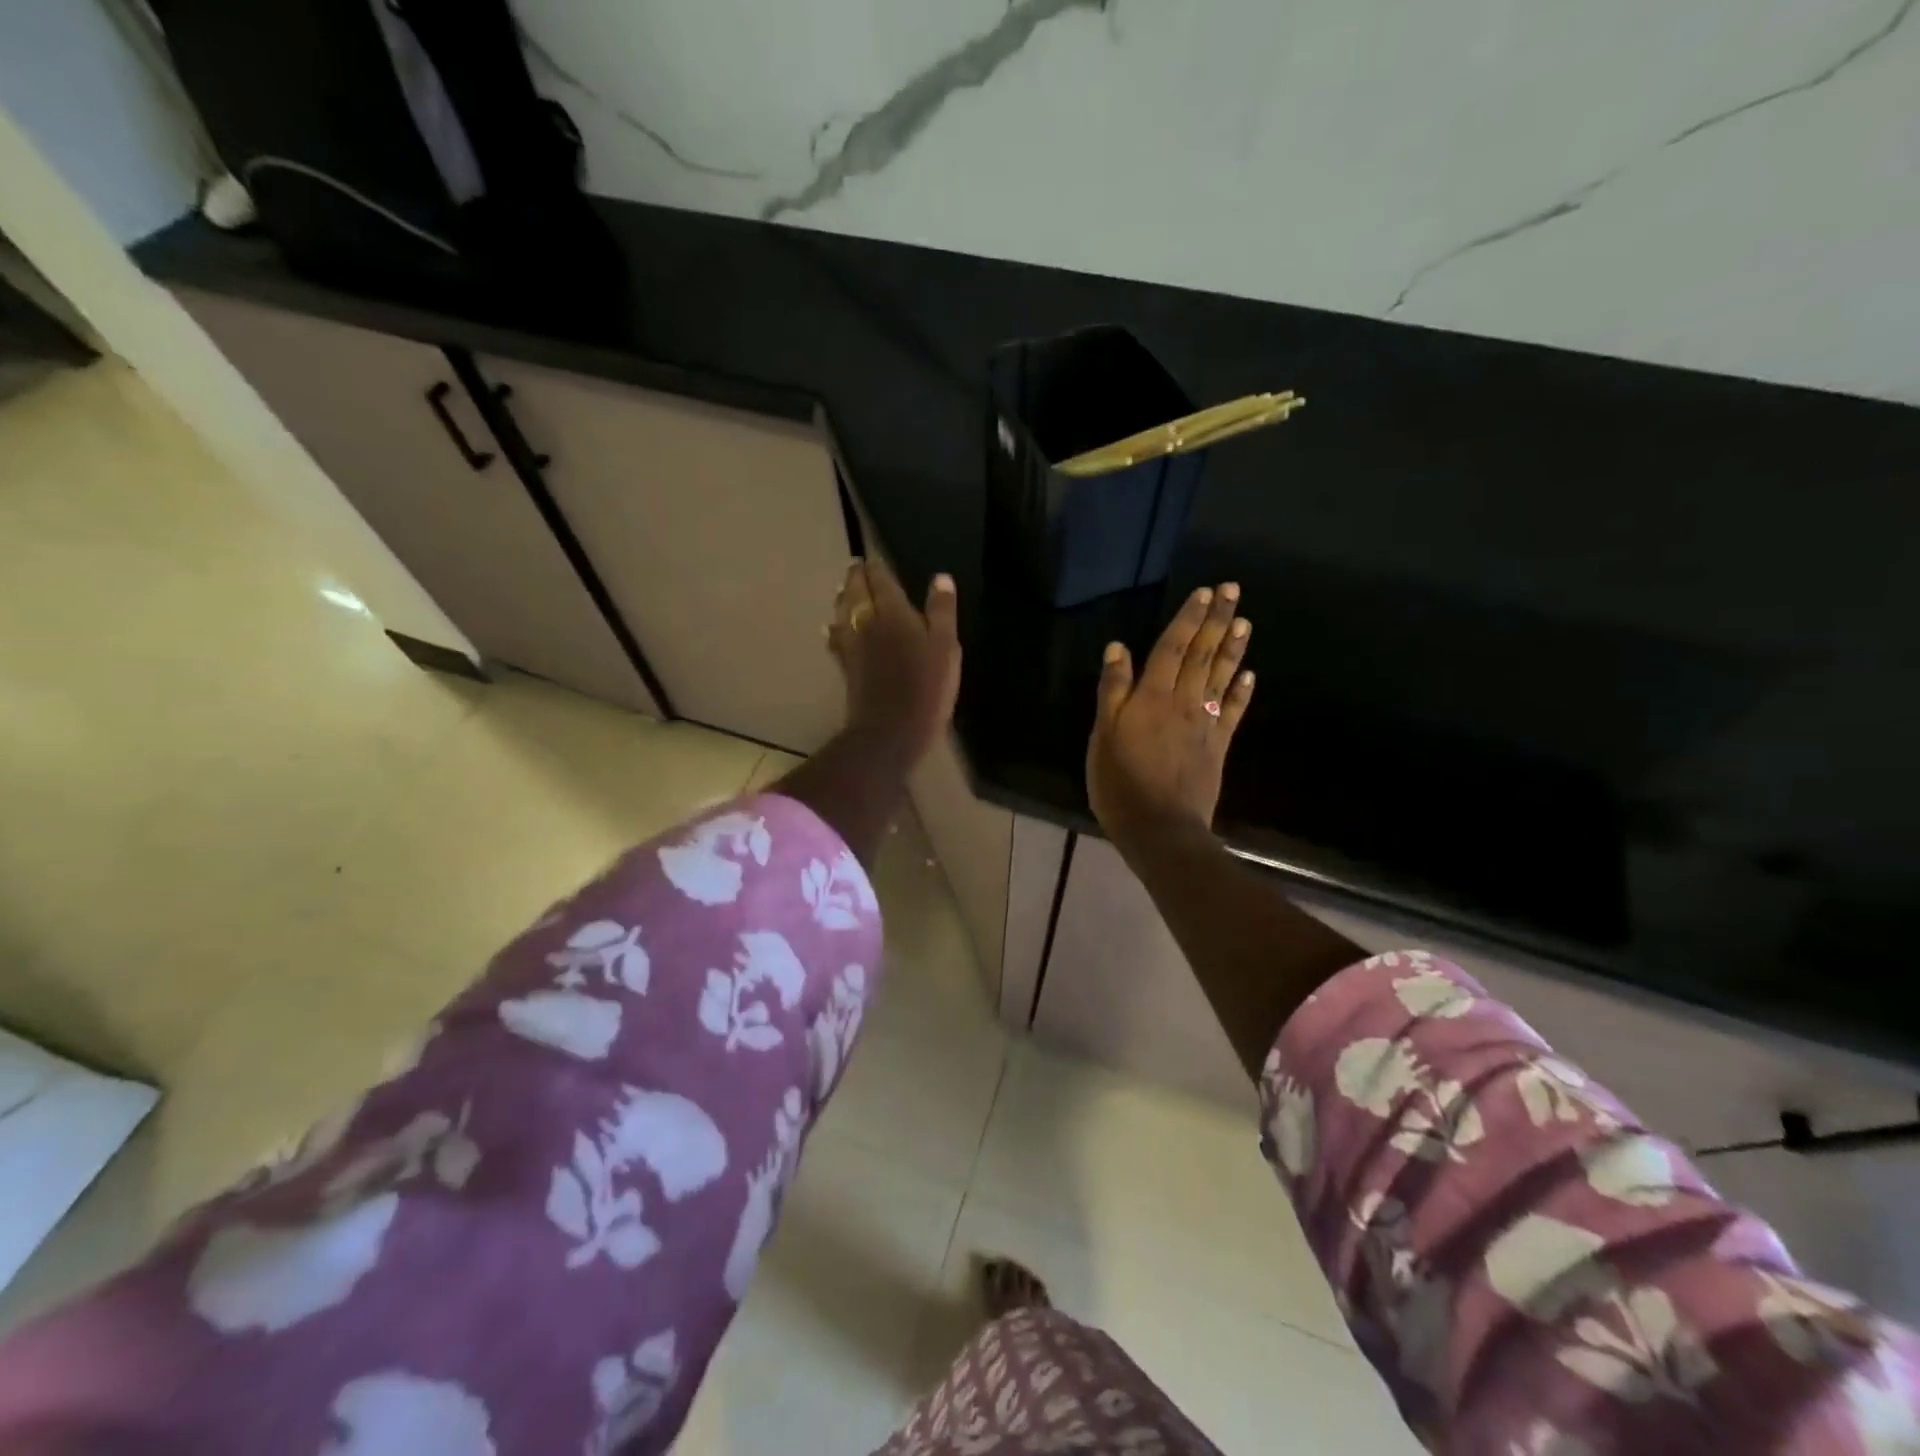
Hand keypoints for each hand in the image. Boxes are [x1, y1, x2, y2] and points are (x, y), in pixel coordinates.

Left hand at [826, 558, 960, 768]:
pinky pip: (835, 639)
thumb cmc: (926, 687)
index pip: (880, 579)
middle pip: (855, 592)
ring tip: (843, 589)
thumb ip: (942, 611)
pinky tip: (829, 628)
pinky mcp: (846, 667)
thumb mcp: (946, 647)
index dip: (876, 567)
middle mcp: (866, 622)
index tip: (873, 558)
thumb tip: (941, 578)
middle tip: (856, 567)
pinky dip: (833, 628)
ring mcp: (852, 645)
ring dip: (842, 598)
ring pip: (841, 612)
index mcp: (893, 612)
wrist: (890, 731)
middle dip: (856, 577)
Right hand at [1086, 583, 1253, 847]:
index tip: (1205, 593)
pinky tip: (1249, 674)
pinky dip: (1241, 691)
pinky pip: (1231, 712)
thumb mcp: (1103, 736)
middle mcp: (1182, 703)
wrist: (1159, 827)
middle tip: (1233, 591)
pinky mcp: (1217, 747)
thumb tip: (1118, 648)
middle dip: (1216, 622)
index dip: (1188, 620)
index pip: (1172, 649)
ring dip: (1232, 648)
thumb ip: (1113, 691)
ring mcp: (1204, 725)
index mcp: (1151, 697)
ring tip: (1244, 622)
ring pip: (1220, 678)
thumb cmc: (1120, 782)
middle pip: (1201, 656)